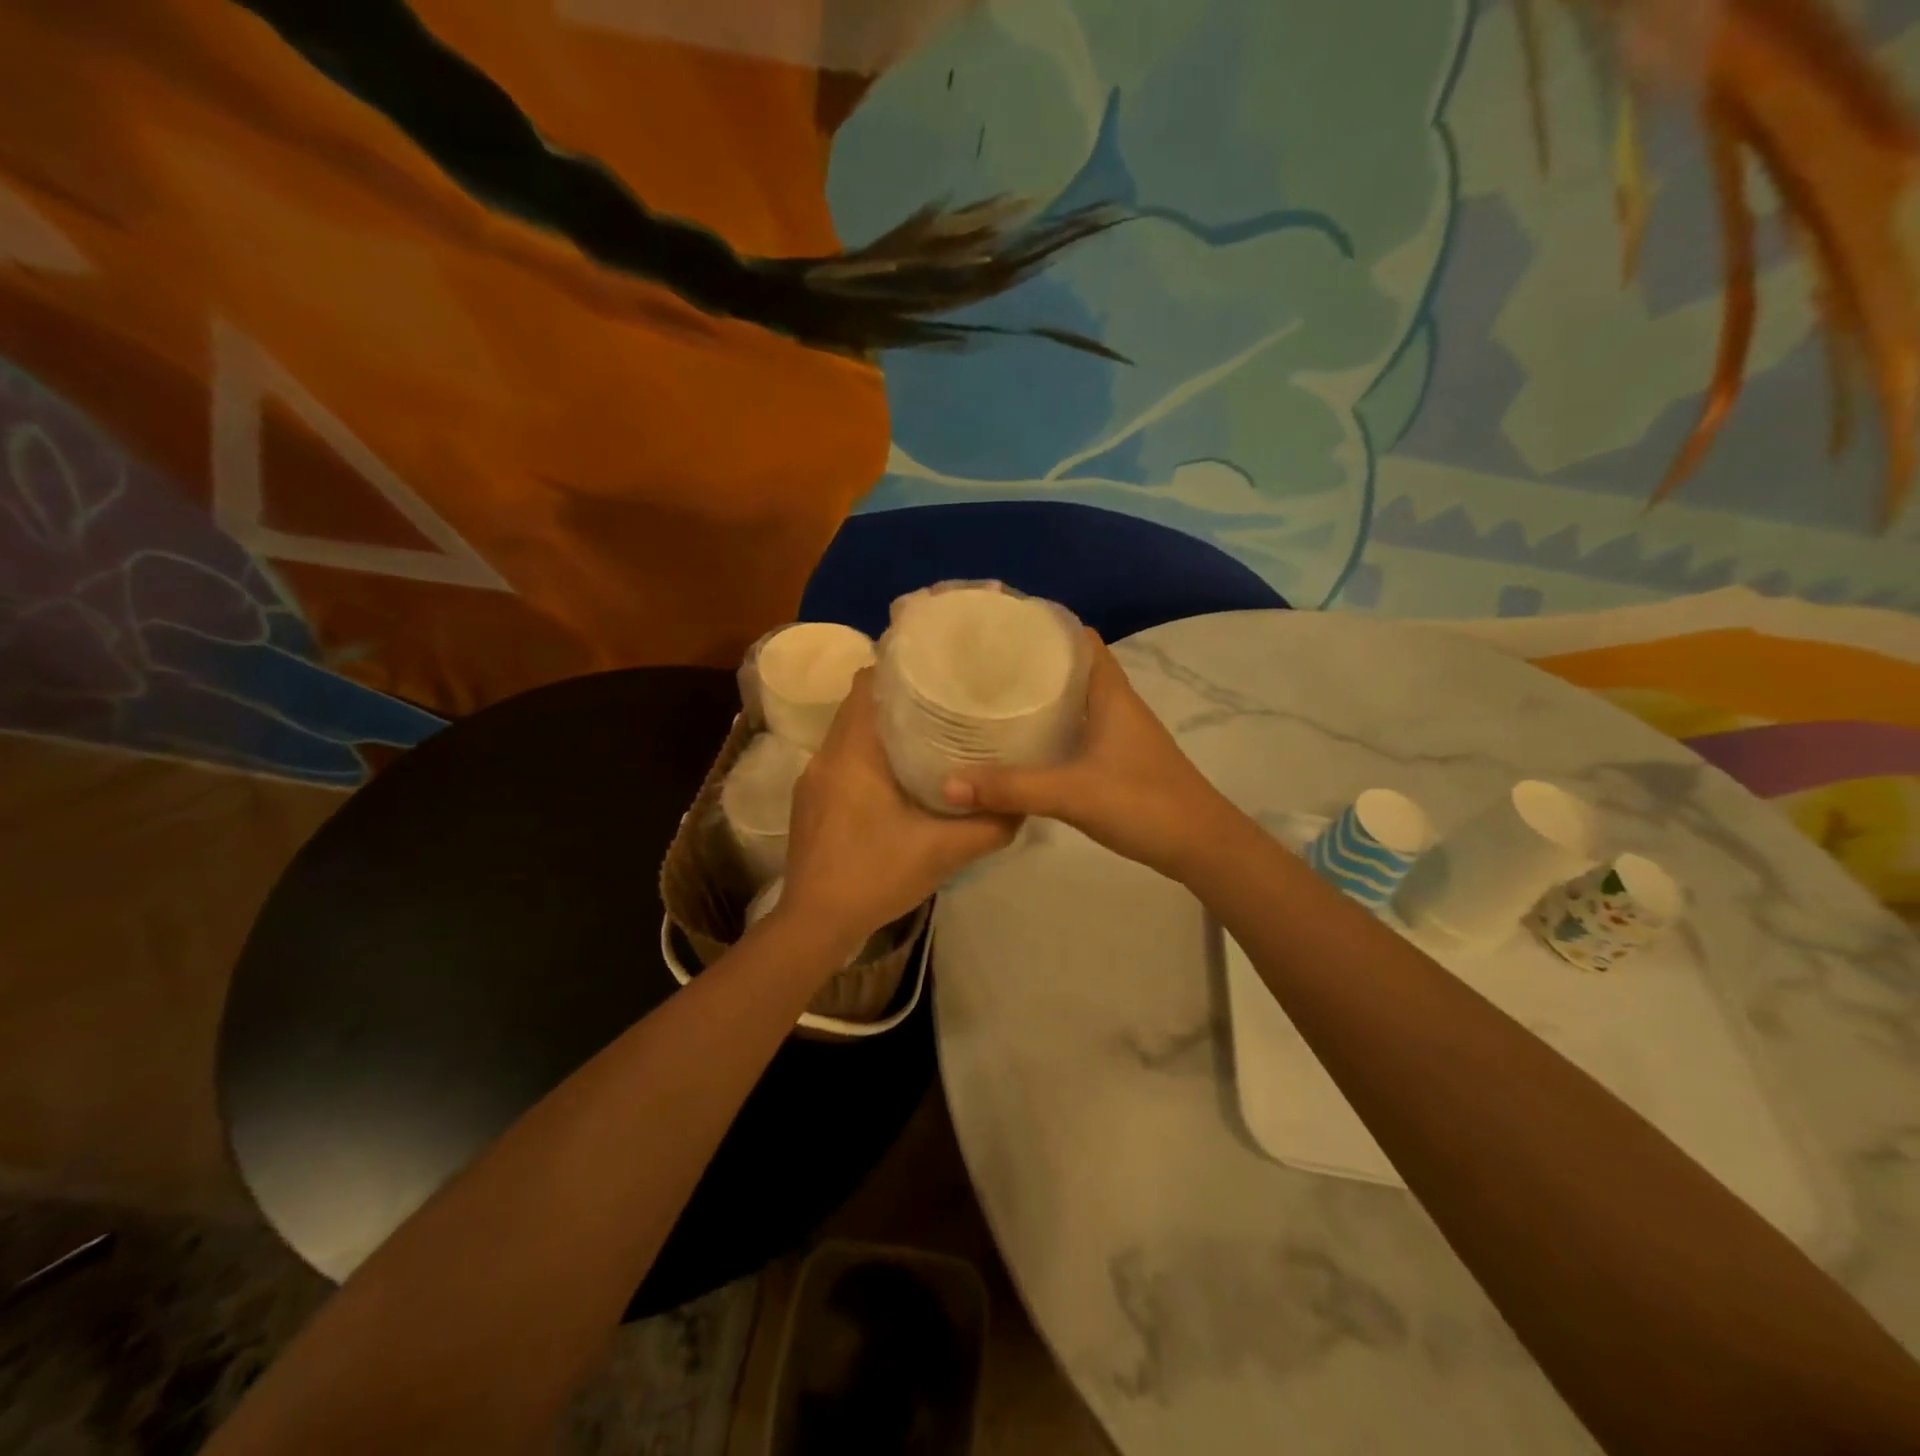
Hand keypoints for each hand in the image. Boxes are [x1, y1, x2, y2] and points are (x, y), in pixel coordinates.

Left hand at [779, 669, 1018, 953]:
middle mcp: (826, 757)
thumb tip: (1024, 804)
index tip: (936, 669)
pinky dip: (868, 757)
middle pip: (859, 706)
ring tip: (928, 735)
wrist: (815, 924)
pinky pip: (842, 761)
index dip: (897, 668)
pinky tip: (898, 779)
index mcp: (852, 753)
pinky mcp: (810, 803)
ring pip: (849, 735)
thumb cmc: (875, 875)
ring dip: (883, 730)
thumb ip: (989, 826)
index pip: (865, 683)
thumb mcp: (944, 852)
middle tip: (944, 702)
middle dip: (898, 699)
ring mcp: (812, 781)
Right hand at [941, 631, 1233, 880]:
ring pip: (1074, 701)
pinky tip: (1022, 744)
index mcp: (1110, 694)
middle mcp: (1115, 705)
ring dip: (1040, 696)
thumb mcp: (1072, 793)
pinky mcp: (1117, 761)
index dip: (1044, 626)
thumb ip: (1011, 788)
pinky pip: (1077, 730)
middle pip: (1071, 668)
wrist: (1201, 846)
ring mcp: (1119, 734)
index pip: (1079, 639)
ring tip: (992, 696)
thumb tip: (948, 783)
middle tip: (982, 663)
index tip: (1001, 625)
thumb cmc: (1143, 803)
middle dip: (1032, 661)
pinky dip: (1050, 728)